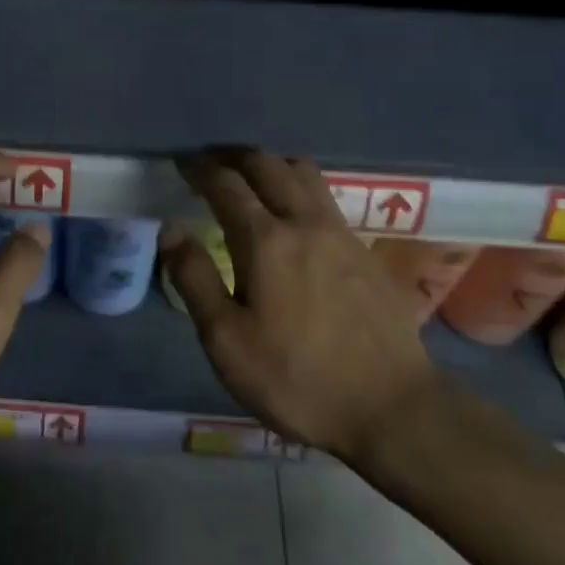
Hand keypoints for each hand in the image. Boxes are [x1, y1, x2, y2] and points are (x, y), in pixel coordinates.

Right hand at [163, 151, 438, 457]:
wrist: (392, 408)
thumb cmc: (296, 379)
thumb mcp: (226, 340)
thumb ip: (194, 279)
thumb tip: (171, 229)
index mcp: (265, 240)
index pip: (225, 183)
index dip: (199, 168)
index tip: (182, 163)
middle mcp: (305, 222)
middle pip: (268, 164)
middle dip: (234, 156)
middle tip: (211, 164)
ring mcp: (341, 233)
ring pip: (303, 173)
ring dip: (271, 164)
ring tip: (250, 178)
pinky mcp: (365, 251)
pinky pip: (325, 197)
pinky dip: (298, 187)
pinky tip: (292, 214)